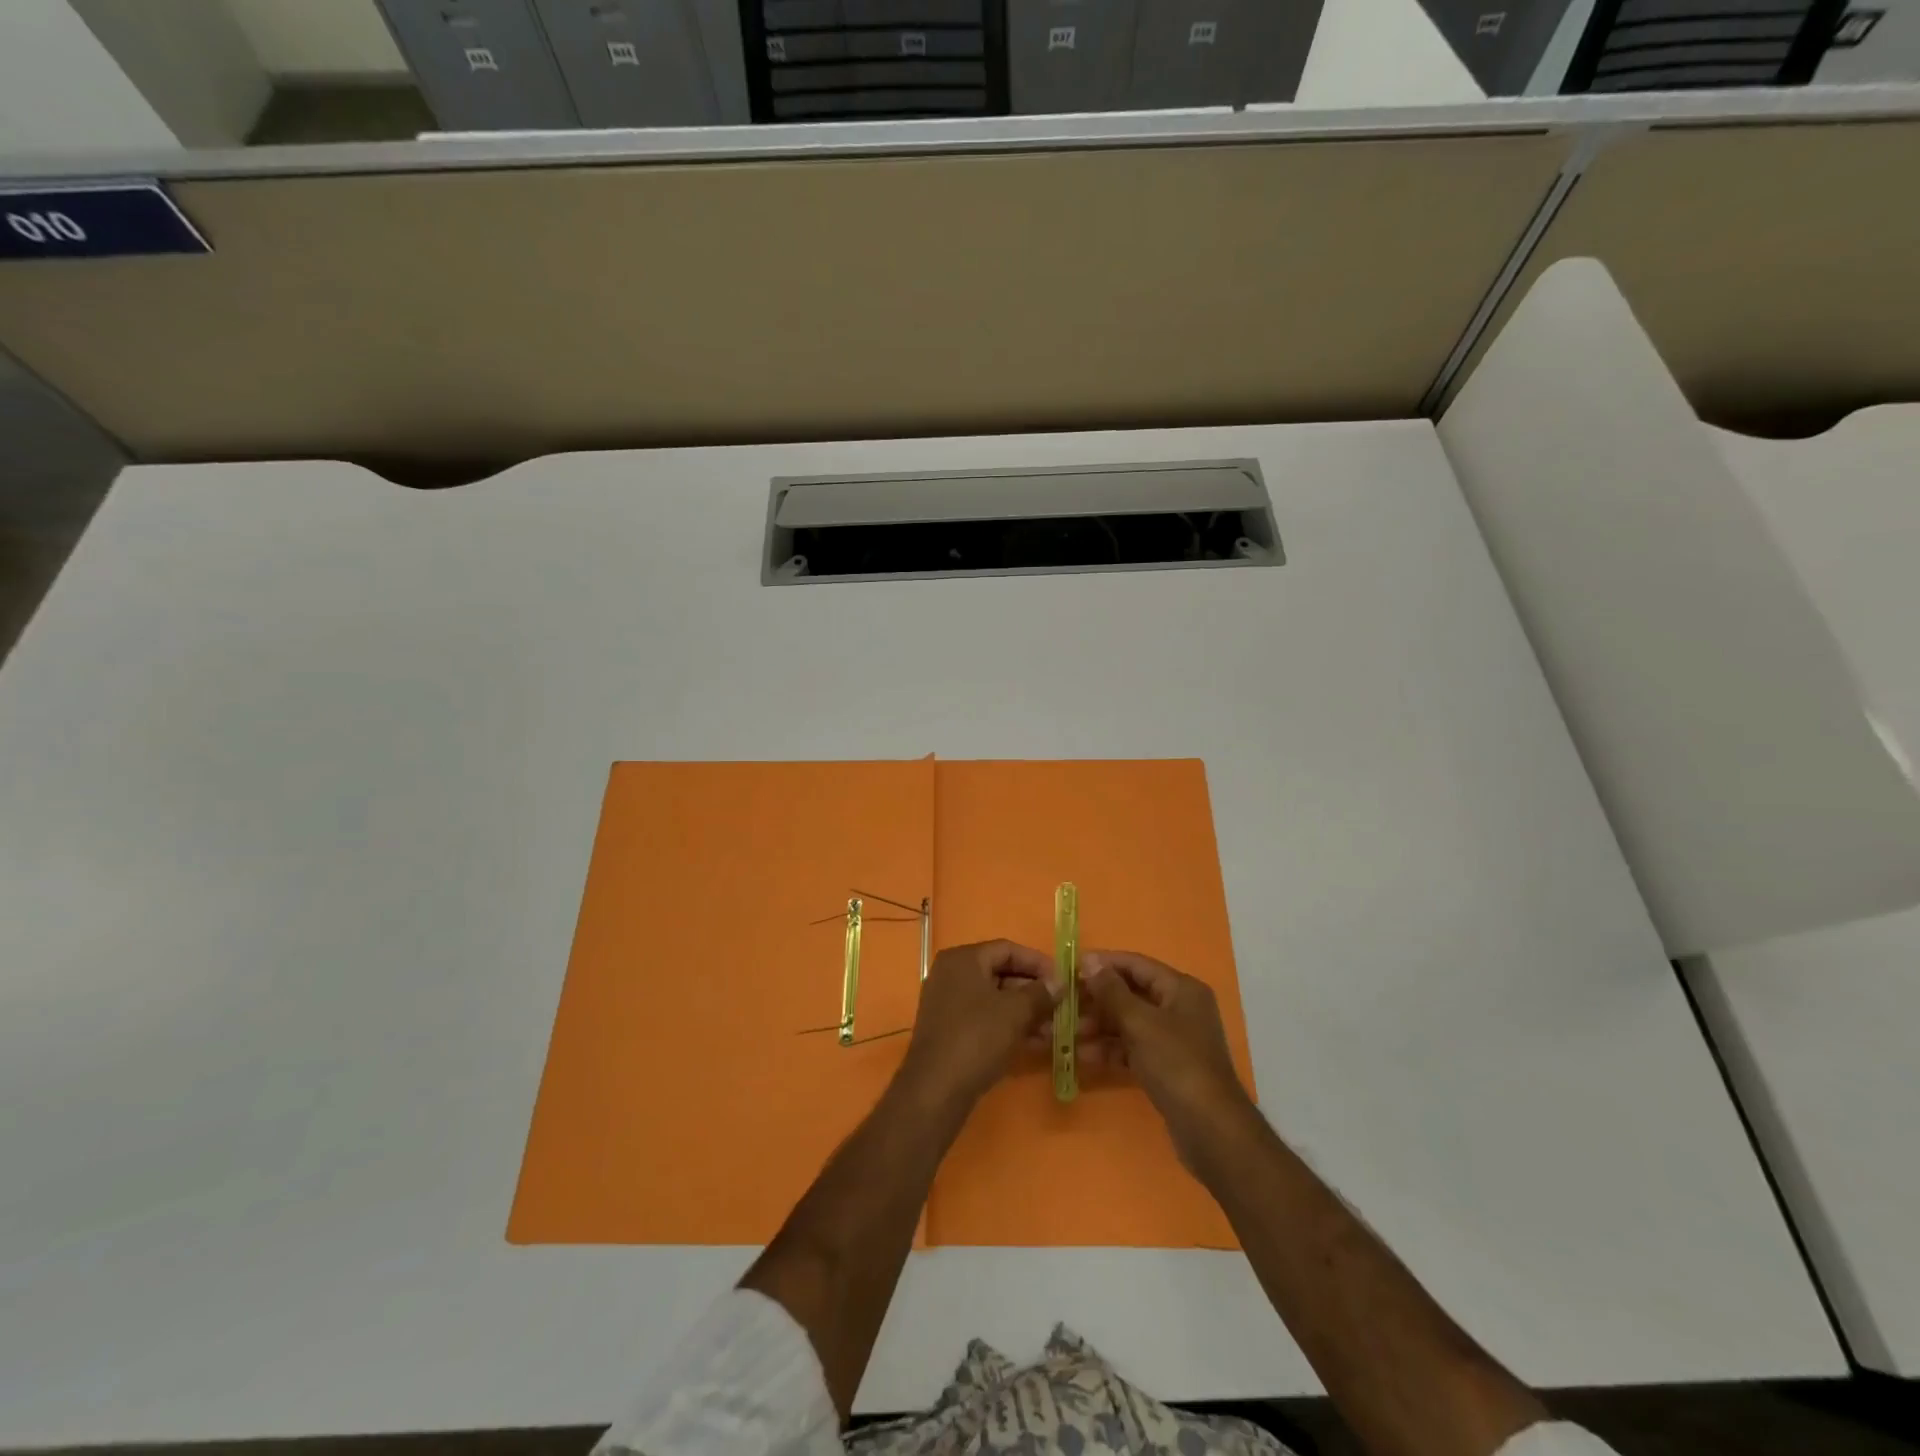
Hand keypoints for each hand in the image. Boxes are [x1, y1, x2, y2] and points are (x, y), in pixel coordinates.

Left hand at [898, 940, 1058, 1109]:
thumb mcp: (1015, 1012)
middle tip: (1061, 1007)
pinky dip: (1008, 1026)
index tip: (1062, 980)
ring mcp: (947, 1002)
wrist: (936, 1089)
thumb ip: (1040, 993)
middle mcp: (951, 974)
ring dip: (1025, 1012)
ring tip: (1054, 1029)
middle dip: (1033, 991)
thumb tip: (1059, 982)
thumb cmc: (977, 1038)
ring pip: (994, 999)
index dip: (1038, 963)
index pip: (1007, 949)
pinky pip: (984, 1018)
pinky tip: (1034, 1042)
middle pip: (1000, 973)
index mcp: (963, 959)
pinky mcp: (949, 1030)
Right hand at [1080, 949, 1254, 1167]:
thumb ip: (1112, 991)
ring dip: (1100, 1027)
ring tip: (1070, 1035)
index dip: (1104, 964)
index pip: (1136, 964)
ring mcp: (1174, 1039)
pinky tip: (1086, 1057)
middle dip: (1098, 1000)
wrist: (1210, 1129)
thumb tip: (1089, 961)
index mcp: (1181, 989)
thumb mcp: (1140, 1023)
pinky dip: (1112, 1049)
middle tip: (1065, 1006)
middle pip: (1131, 993)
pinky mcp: (1167, 1066)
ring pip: (1130, 1022)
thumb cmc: (1176, 1064)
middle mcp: (1180, 1008)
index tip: (1071, 969)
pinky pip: (1134, 1048)